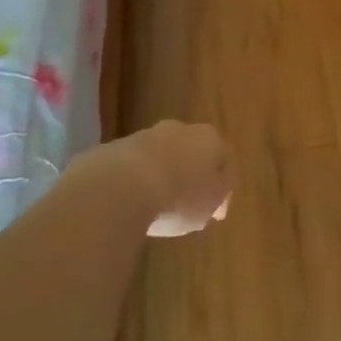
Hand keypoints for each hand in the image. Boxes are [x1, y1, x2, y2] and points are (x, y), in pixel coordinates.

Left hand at [108, 120, 233, 236]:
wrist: (121, 187)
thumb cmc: (179, 197)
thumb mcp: (211, 203)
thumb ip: (220, 195)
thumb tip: (218, 192)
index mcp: (210, 138)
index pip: (224, 158)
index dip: (222, 185)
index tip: (215, 211)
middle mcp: (181, 129)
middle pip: (192, 152)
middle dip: (191, 174)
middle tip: (187, 205)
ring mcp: (146, 135)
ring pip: (163, 156)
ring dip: (164, 175)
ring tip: (157, 207)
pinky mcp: (117, 148)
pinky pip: (136, 166)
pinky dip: (138, 181)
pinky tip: (134, 203)